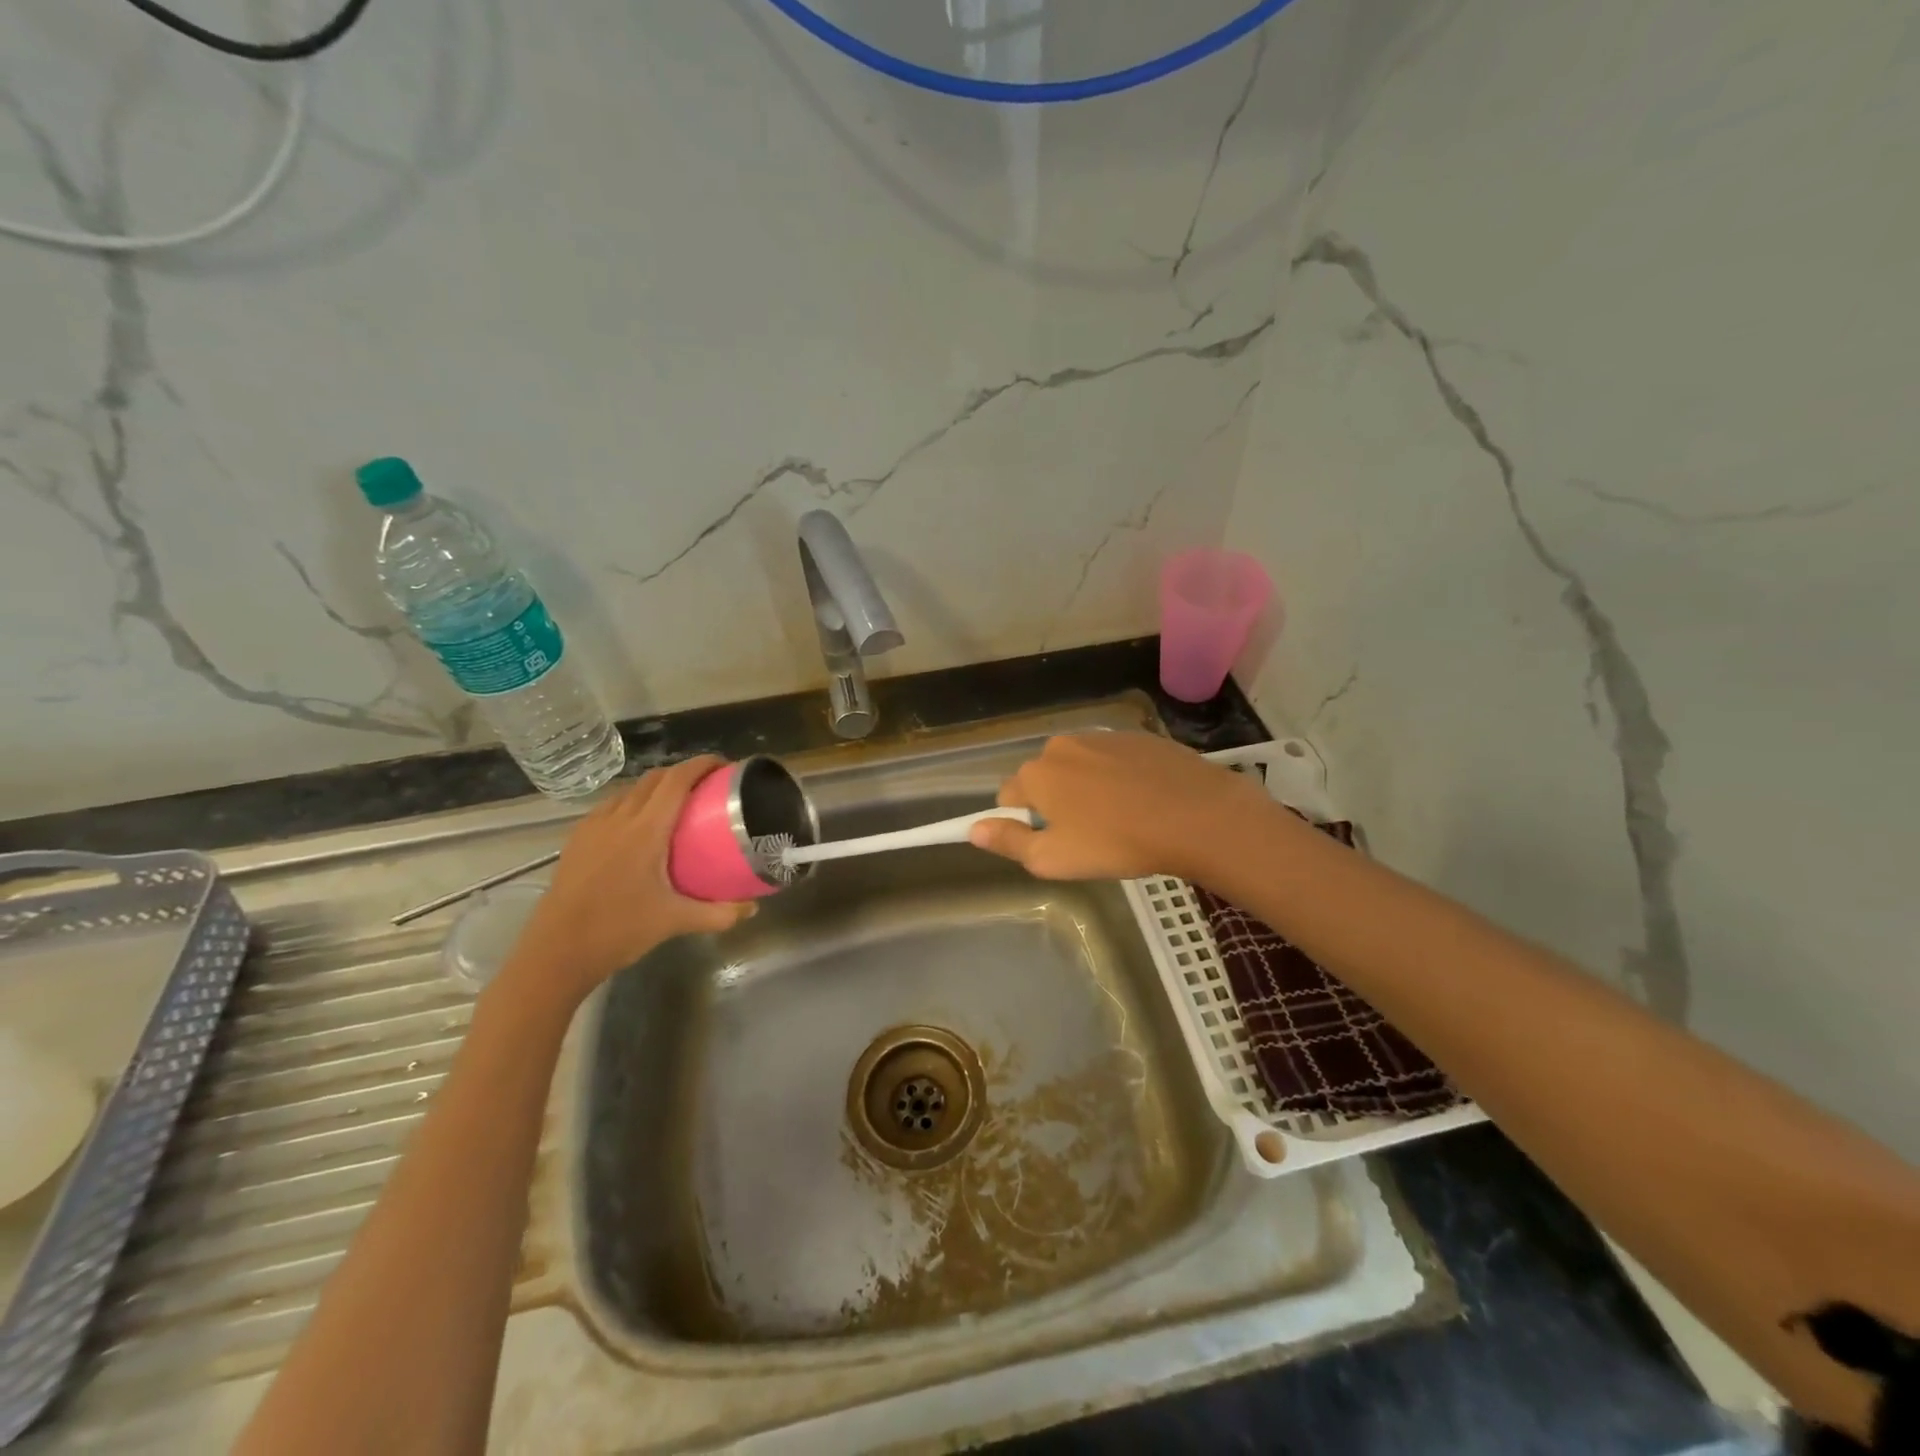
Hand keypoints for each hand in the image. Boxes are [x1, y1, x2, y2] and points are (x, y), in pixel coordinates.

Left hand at [501, 756, 751, 1008]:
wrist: (555, 953)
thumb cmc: (618, 931)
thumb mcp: (675, 921)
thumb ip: (718, 913)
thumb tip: (752, 908)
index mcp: (645, 830)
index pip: (676, 780)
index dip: (701, 764)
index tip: (724, 765)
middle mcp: (618, 819)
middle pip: (653, 778)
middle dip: (682, 773)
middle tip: (707, 786)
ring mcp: (593, 827)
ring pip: (629, 790)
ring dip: (656, 786)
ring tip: (676, 803)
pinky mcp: (577, 840)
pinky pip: (610, 807)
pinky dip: (632, 803)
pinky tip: (639, 826)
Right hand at [969, 732, 1271, 881]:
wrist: (1196, 815)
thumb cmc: (1117, 842)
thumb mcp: (1053, 858)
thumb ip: (1008, 842)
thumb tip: (974, 829)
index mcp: (1037, 773)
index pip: (1009, 796)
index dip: (1024, 822)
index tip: (1052, 842)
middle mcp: (1062, 745)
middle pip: (1045, 777)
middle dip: (1056, 803)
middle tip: (1088, 835)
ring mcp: (1103, 737)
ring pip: (1080, 767)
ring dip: (1087, 789)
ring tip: (1120, 819)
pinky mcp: (1138, 737)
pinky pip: (1113, 760)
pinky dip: (1118, 778)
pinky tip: (1143, 801)